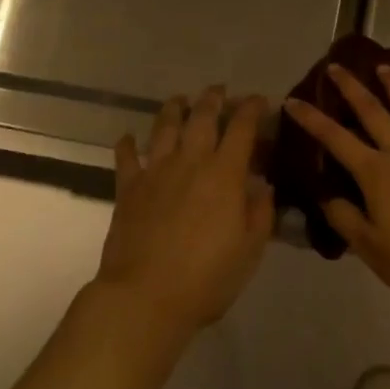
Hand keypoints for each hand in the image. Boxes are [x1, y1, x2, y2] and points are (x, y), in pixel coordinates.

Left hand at [99, 86, 272, 337]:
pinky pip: (126, 157)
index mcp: (225, 174)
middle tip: (219, 91)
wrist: (145, 297)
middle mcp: (190, 162)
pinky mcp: (128, 188)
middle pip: (202, 117)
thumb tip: (263, 187)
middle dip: (214, 99)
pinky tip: (128, 136)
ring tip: (180, 99)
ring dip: (174, 108)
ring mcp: (155, 172)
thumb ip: (260, 213)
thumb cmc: (206, 278)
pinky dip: (127, 144)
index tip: (260, 100)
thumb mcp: (250, 250)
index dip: (252, 109)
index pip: (242, 128)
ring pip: (164, 127)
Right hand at [284, 63, 389, 311]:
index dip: (311, 119)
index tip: (292, 100)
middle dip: (351, 88)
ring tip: (385, 66)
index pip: (335, 138)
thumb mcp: (370, 248)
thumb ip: (345, 218)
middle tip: (337, 65)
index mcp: (375, 172)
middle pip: (372, 112)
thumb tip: (327, 197)